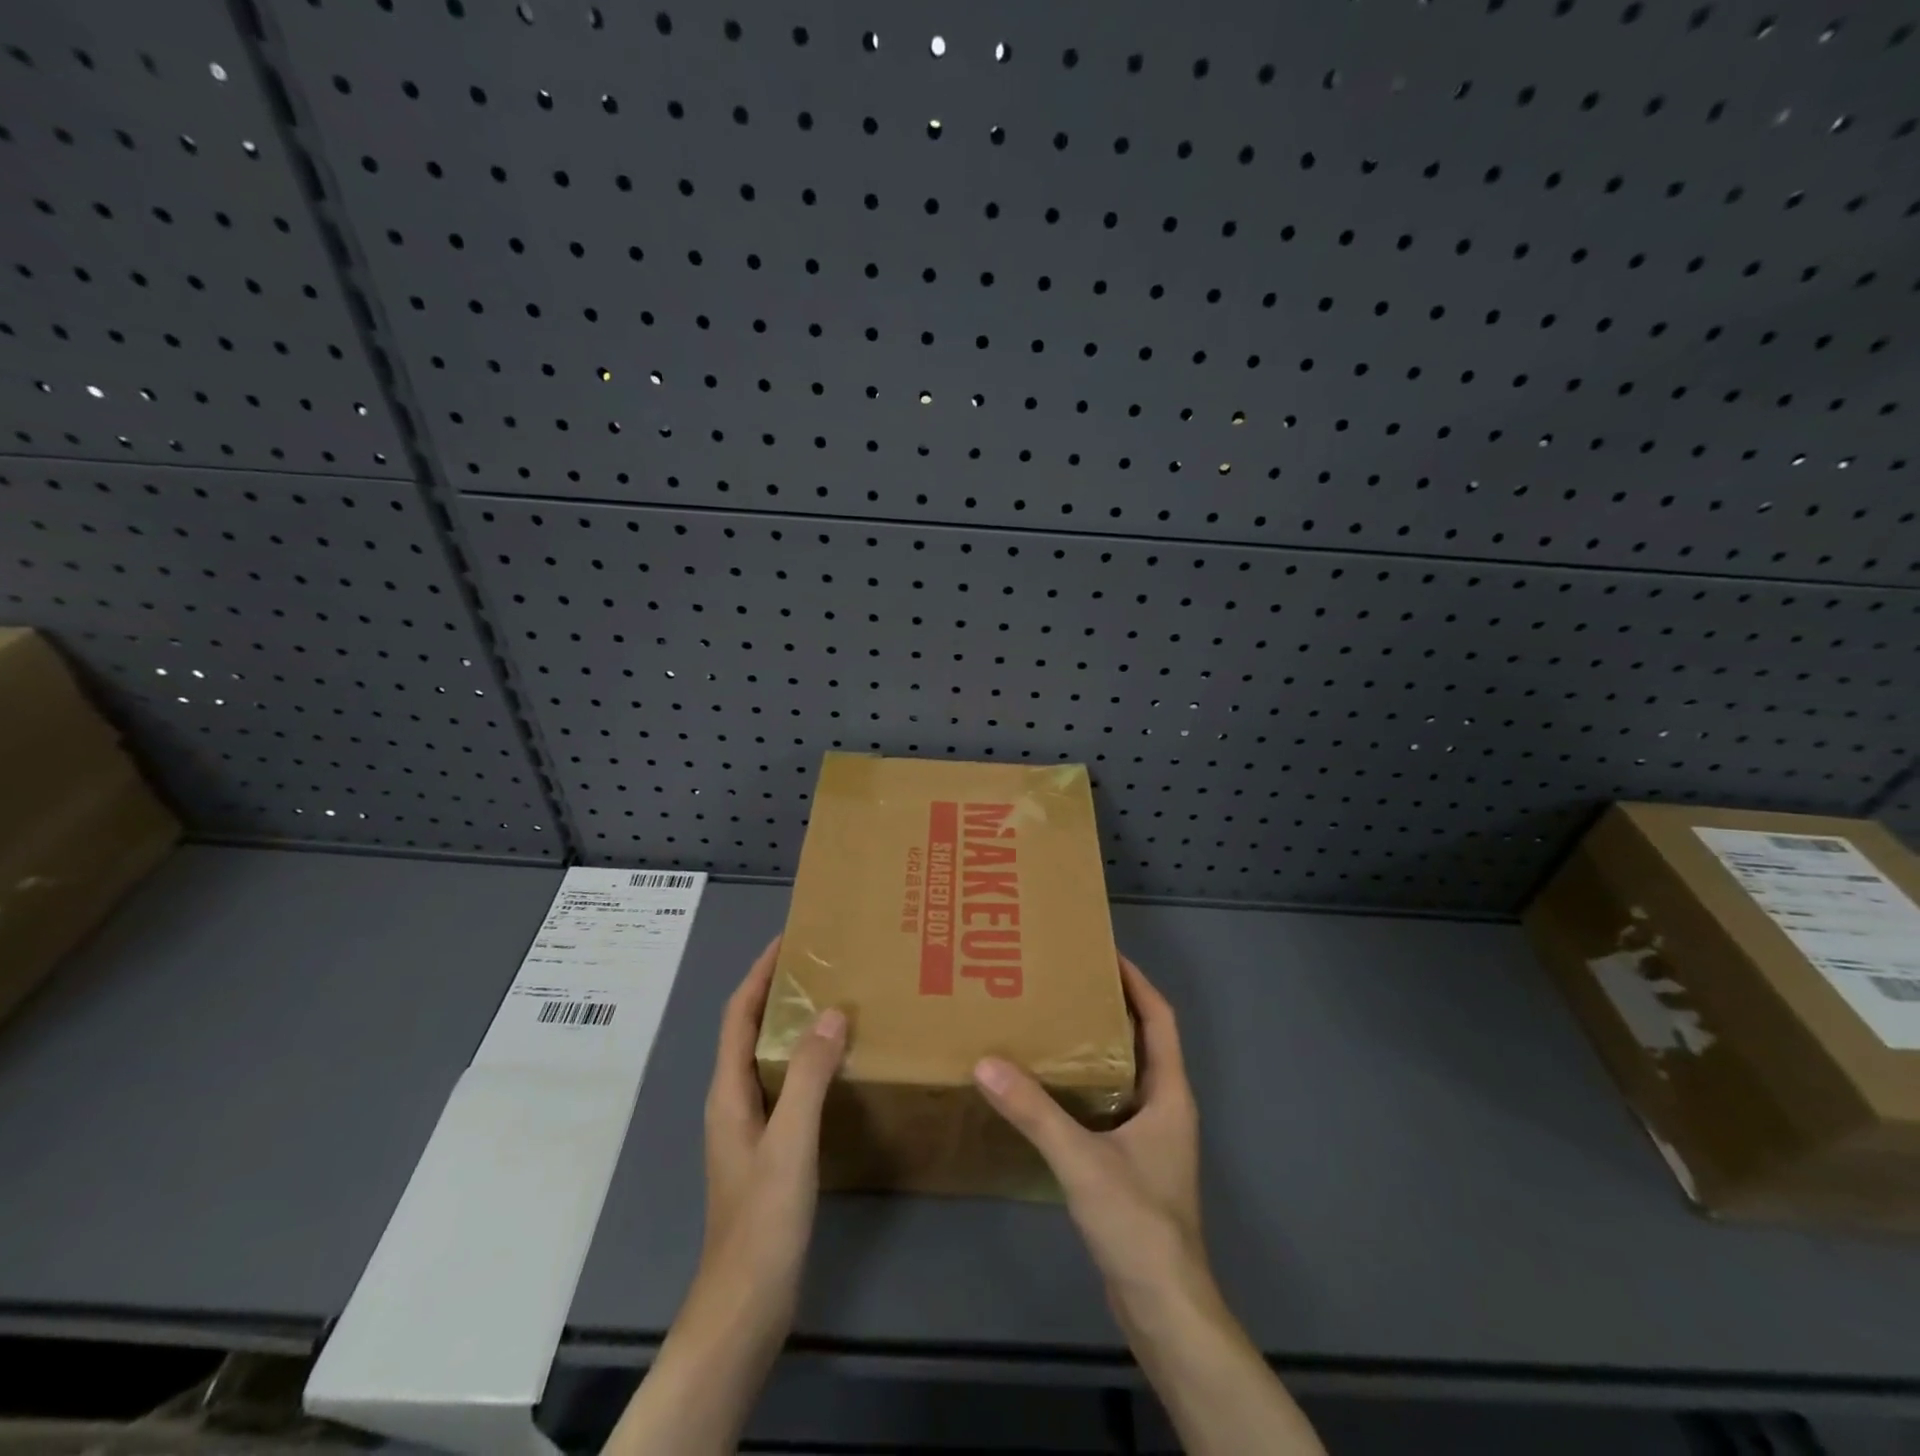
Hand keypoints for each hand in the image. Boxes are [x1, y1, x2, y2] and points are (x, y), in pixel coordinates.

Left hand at [604, 938, 847, 1455]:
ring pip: (769, 1058)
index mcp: (728, 1091)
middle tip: (824, 965)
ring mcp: (748, 1126)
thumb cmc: (763, 1219)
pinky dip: (806, 1062)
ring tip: (837, 1002)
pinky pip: (785, 1085)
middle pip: (750, 1030)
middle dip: (779, 991)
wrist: (746, 1304)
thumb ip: (809, 1076)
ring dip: (794, 1025)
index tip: (789, 939)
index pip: (738, 1014)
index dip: (760, 973)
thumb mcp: (790, 1141)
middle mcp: (732, 1100)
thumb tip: (832, 1013)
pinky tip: (839, 1067)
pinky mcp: (767, 1149)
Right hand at [973, 956, 1206, 1312]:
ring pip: (1124, 1074)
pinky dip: (1084, 1086)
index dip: (1137, 982)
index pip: (1160, 1018)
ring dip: (1095, 1047)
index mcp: (1169, 1093)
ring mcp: (1150, 1137)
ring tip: (1050, 1022)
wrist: (1164, 1308)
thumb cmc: (1138, 1222)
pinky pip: (1108, 1105)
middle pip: (1142, 1040)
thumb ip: (1034, 1112)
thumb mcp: (1082, 1160)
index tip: (1104, 952)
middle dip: (1109, 1007)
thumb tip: (986, 1062)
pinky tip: (1048, 1087)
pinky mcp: (1132, 1163)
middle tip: (1063, 982)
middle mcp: (1164, 1106)